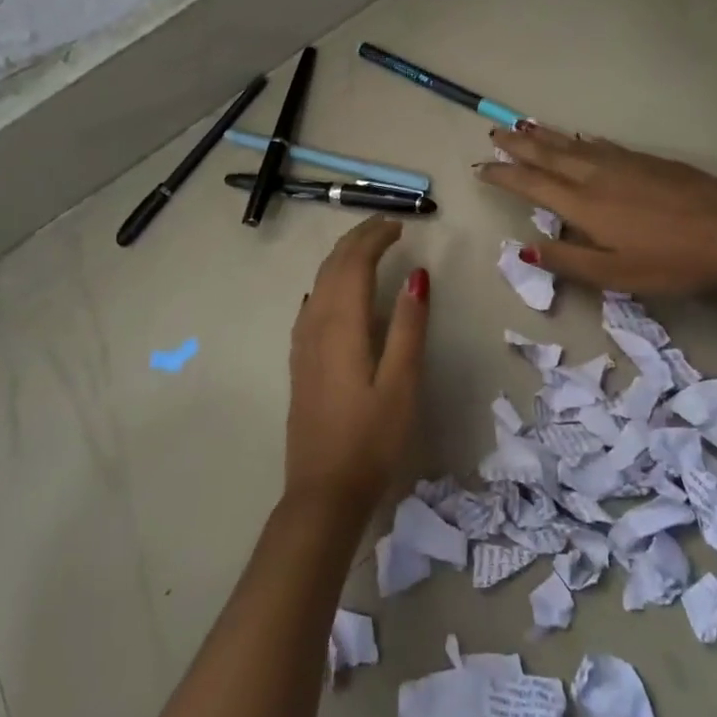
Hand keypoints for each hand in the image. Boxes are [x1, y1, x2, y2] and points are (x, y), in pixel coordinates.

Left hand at [284, 217, 429, 524]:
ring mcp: (302, 342)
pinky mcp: (299, 360)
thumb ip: (408, 325)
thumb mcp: (402, 383)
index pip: (354, 262)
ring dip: (342, 258)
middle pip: (333, 266)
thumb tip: (417, 275)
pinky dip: (327, 283)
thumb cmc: (371, 439)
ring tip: (367, 249)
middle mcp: (315, 323)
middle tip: (386, 226)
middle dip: (357, 239)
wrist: (323, 491)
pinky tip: (333, 292)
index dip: (375, 237)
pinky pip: (311, 304)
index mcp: (341, 323)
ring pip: (319, 282)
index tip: (400, 225)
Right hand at [477, 123, 716, 293]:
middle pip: (549, 156)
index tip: (481, 168)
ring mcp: (623, 164)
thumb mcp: (615, 275)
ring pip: (573, 146)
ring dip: (545, 137)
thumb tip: (524, 248)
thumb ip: (568, 261)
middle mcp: (596, 177)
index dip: (505, 176)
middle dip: (519, 146)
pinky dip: (580, 140)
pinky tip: (578, 138)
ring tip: (523, 126)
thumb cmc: (671, 262)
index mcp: (584, 205)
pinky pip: (601, 145)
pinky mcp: (647, 161)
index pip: (533, 185)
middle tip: (495, 134)